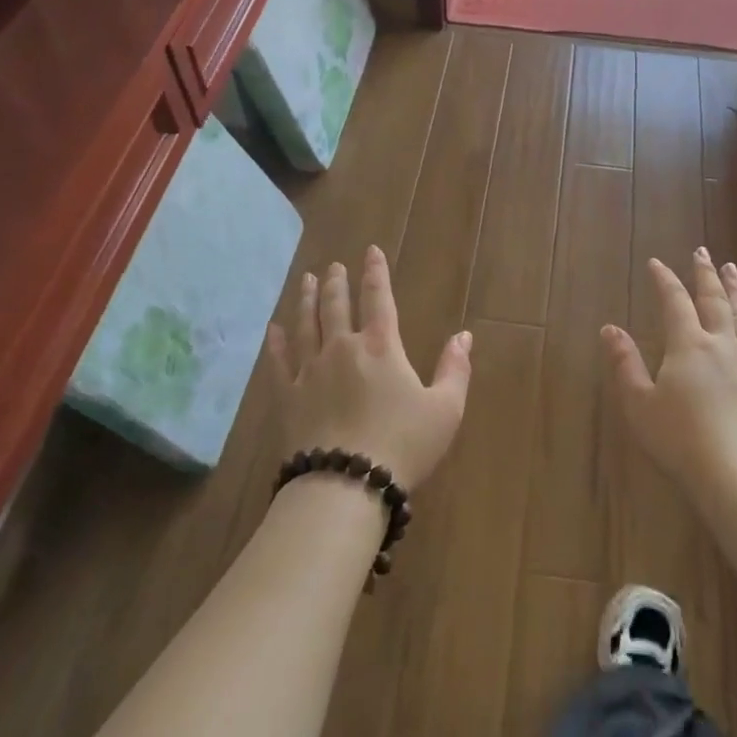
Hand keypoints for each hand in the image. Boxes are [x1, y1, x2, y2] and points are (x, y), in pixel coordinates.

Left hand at [266, 246, 470, 489]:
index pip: (379, 298)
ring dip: (307, 300)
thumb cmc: (403, 445)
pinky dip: (276, 343)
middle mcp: (343, 348)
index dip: (376, 273)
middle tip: (333, 266)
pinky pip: (279, 361)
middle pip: (337, 306)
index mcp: (382, 346)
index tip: (370, 251)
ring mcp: (310, 370)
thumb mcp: (445, 409)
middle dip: (337, 283)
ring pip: (306, 325)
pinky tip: (273, 329)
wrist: (346, 484)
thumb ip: (455, 369)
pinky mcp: (288, 396)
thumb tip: (464, 336)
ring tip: (308, 281)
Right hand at [601, 249, 736, 513]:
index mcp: (687, 345)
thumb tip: (610, 329)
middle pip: (714, 300)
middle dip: (706, 274)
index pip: (674, 302)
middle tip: (703, 251)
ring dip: (736, 291)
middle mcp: (720, 345)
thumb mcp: (639, 404)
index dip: (665, 280)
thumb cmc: (679, 440)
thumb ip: (625, 364)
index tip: (657, 262)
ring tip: (732, 270)